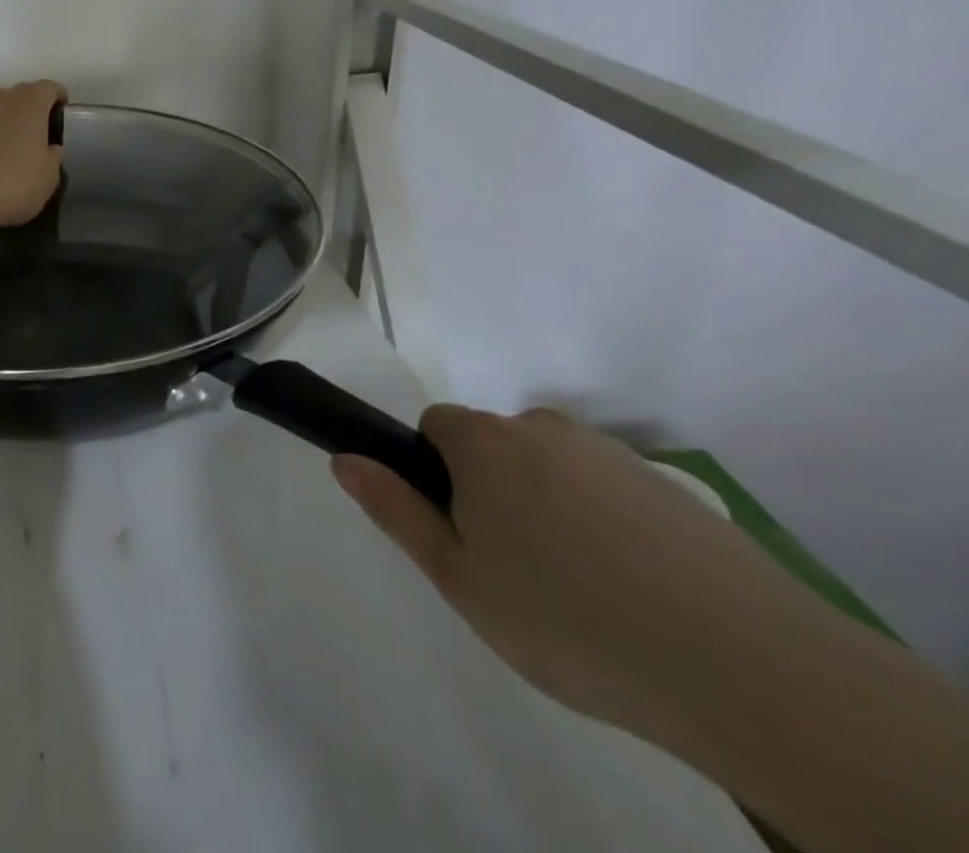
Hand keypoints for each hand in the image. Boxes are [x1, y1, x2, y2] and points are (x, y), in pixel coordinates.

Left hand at [0, 81, 66, 235]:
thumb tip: (49, 147)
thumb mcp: (48, 178)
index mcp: (28, 102)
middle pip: (16, 96)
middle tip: (29, 138)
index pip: (49, 88)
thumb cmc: (9, 185)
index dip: (57, 99)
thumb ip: (52, 156)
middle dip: (25, 112)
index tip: (59, 112)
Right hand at [334, 407, 831, 748]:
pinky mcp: (671, 488)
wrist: (750, 669)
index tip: (461, 532)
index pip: (434, 426)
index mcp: (486, 442)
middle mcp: (544, 428)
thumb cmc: (569, 619)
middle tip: (515, 573)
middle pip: (493, 446)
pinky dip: (605, 526)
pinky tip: (634, 593)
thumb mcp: (459, 578)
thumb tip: (345, 458)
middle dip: (491, 492)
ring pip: (551, 469)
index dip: (435, 475)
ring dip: (548, 509)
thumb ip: (395, 510)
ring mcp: (613, 454)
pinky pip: (608, 491)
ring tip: (580, 593)